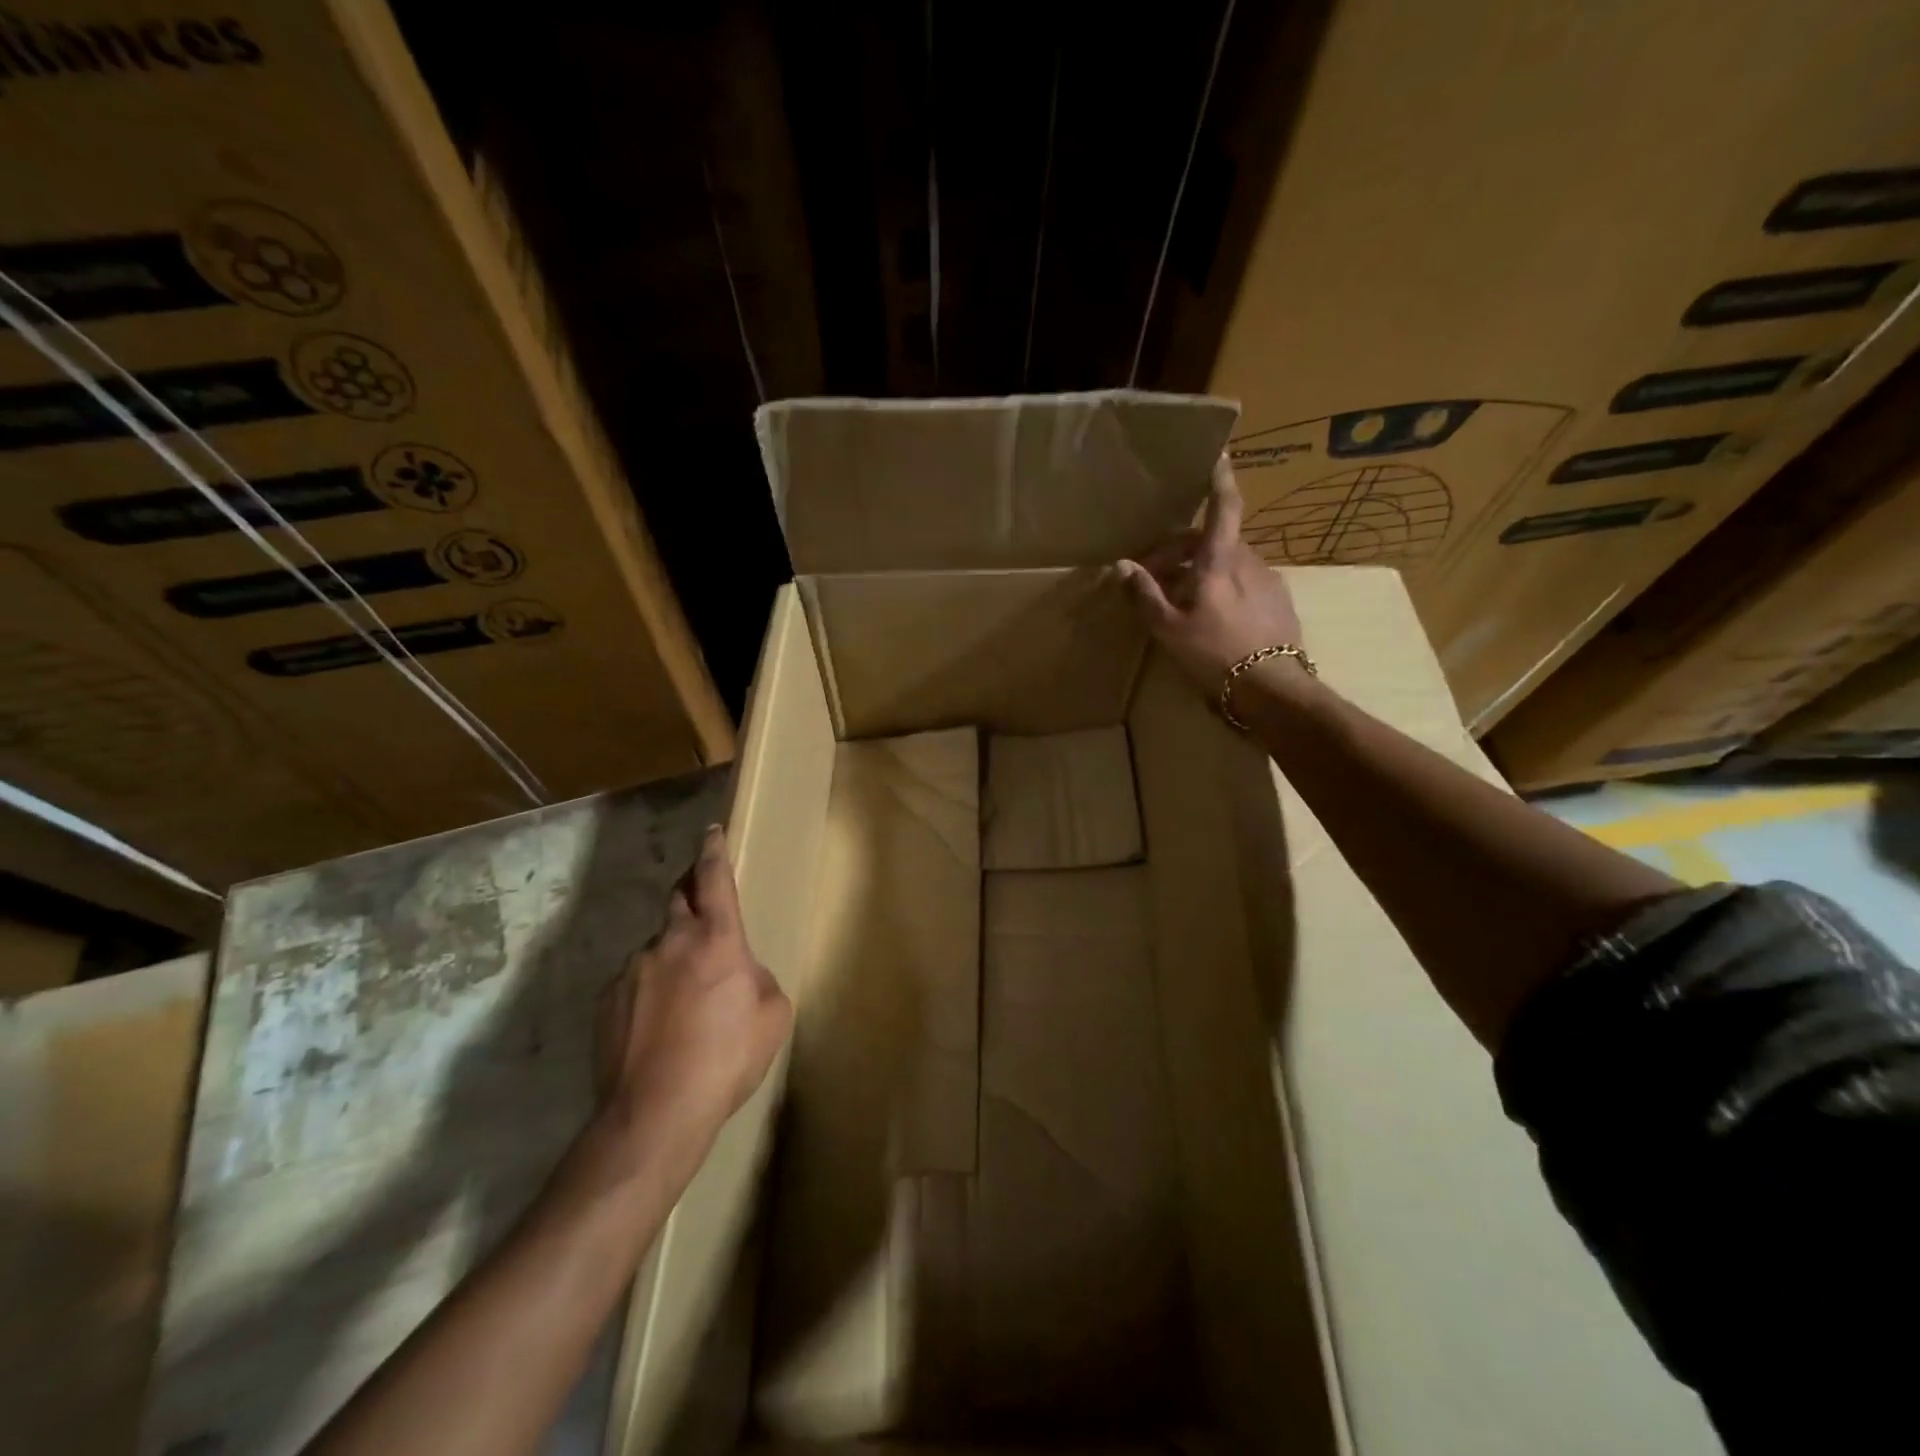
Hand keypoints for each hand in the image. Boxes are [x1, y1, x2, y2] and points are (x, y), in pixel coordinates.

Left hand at [595, 827, 791, 1161]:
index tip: (711, 831)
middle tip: (706, 919)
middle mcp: (671, 941)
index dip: (714, 850)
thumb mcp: (772, 1016)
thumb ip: (759, 979)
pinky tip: (658, 1027)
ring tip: (684, 1001)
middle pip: (679, 898)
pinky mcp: (606, 1000)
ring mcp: (632, 969)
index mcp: (717, 939)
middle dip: (692, 897)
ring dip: (672, 957)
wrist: (655, 1113)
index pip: (714, 878)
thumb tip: (741, 974)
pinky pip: (634, 981)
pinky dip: (649, 990)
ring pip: (657, 946)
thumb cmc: (726, 1058)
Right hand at [1116, 456, 1305, 691]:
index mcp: (1220, 561)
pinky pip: (1244, 582)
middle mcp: (1248, 561)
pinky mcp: (1279, 602)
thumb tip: (1122, 566)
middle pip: (1213, 540)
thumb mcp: (1169, 629)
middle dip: (1181, 550)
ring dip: (1200, 570)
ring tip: (1177, 601)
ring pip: (1228, 562)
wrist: (1272, 689)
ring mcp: (1268, 581)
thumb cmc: (1215, 654)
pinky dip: (1222, 586)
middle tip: (1152, 576)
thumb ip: (1144, 595)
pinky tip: (1209, 616)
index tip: (1218, 453)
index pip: (1223, 506)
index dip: (1219, 478)